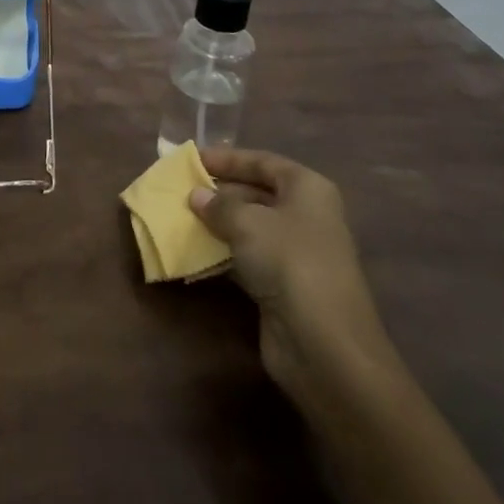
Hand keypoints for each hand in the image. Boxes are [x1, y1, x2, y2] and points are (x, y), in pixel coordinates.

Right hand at [190, 147, 400, 412]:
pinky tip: (194, 252)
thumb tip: (197, 195)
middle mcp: (305, 215)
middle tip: (181, 190)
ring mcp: (295, 253)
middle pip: (256, 193)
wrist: (323, 344)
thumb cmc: (289, 262)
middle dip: (219, 192)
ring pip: (250, 227)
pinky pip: (247, 258)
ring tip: (180, 217)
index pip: (262, 162)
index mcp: (307, 188)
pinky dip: (222, 254)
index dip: (227, 159)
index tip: (192, 159)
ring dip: (216, 224)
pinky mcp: (282, 285)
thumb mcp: (248, 223)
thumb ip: (218, 205)